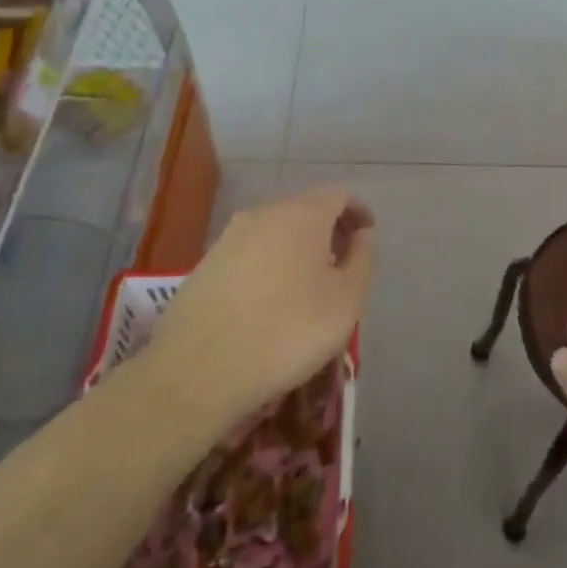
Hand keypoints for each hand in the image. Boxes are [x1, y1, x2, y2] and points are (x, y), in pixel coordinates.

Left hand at [143, 189, 374, 429]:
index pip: (339, 196)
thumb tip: (362, 235)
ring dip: (297, 249)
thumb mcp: (346, 301)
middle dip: (328, 231)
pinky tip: (270, 301)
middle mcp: (264, 214)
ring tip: (308, 287)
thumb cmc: (288, 332)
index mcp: (303, 215)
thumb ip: (362, 260)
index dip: (358, 213)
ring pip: (276, 231)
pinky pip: (250, 252)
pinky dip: (270, 265)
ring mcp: (229, 237)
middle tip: (342, 265)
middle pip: (306, 211)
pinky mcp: (205, 263)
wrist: (198, 371)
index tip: (367, 238)